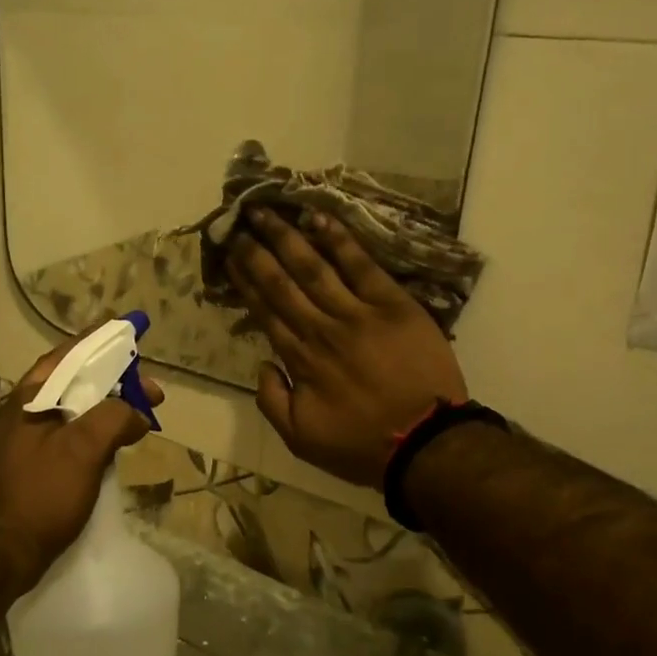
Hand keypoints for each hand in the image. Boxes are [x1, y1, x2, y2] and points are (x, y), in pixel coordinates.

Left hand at [0, 335, 165, 597]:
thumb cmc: (40, 495)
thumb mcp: (82, 449)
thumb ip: (113, 418)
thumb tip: (136, 413)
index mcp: (29, 399)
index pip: (68, 355)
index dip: (100, 342)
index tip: (130, 334)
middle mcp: (22, 414)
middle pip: (73, 383)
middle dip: (114, 382)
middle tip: (150, 393)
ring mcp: (23, 444)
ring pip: (72, 412)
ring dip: (106, 410)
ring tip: (138, 419)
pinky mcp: (30, 469)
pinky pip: (68, 438)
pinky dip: (94, 435)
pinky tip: (112, 449)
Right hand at [227, 208, 466, 487]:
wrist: (427, 443)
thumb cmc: (362, 444)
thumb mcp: (301, 439)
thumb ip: (272, 402)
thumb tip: (262, 365)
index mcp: (300, 359)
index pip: (265, 311)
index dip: (245, 281)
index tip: (229, 256)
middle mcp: (321, 329)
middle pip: (283, 282)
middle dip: (257, 250)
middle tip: (238, 222)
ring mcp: (358, 313)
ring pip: (315, 267)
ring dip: (288, 237)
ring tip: (266, 211)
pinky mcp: (393, 304)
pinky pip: (362, 266)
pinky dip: (340, 241)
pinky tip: (320, 219)